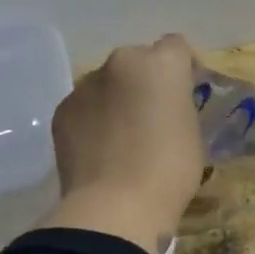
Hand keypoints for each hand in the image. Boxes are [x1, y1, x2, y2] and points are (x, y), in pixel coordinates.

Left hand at [45, 34, 205, 253]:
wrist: (116, 206)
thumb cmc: (170, 170)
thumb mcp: (192, 133)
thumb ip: (178, 107)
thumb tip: (163, 109)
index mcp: (160, 64)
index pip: (177, 47)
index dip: (183, 67)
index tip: (186, 92)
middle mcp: (120, 62)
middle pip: (137, 62)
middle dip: (145, 82)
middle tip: (153, 117)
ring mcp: (85, 85)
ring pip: (107, 84)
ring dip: (117, 100)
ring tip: (123, 138)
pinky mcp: (62, 111)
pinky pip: (85, 107)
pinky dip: (93, 121)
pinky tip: (100, 151)